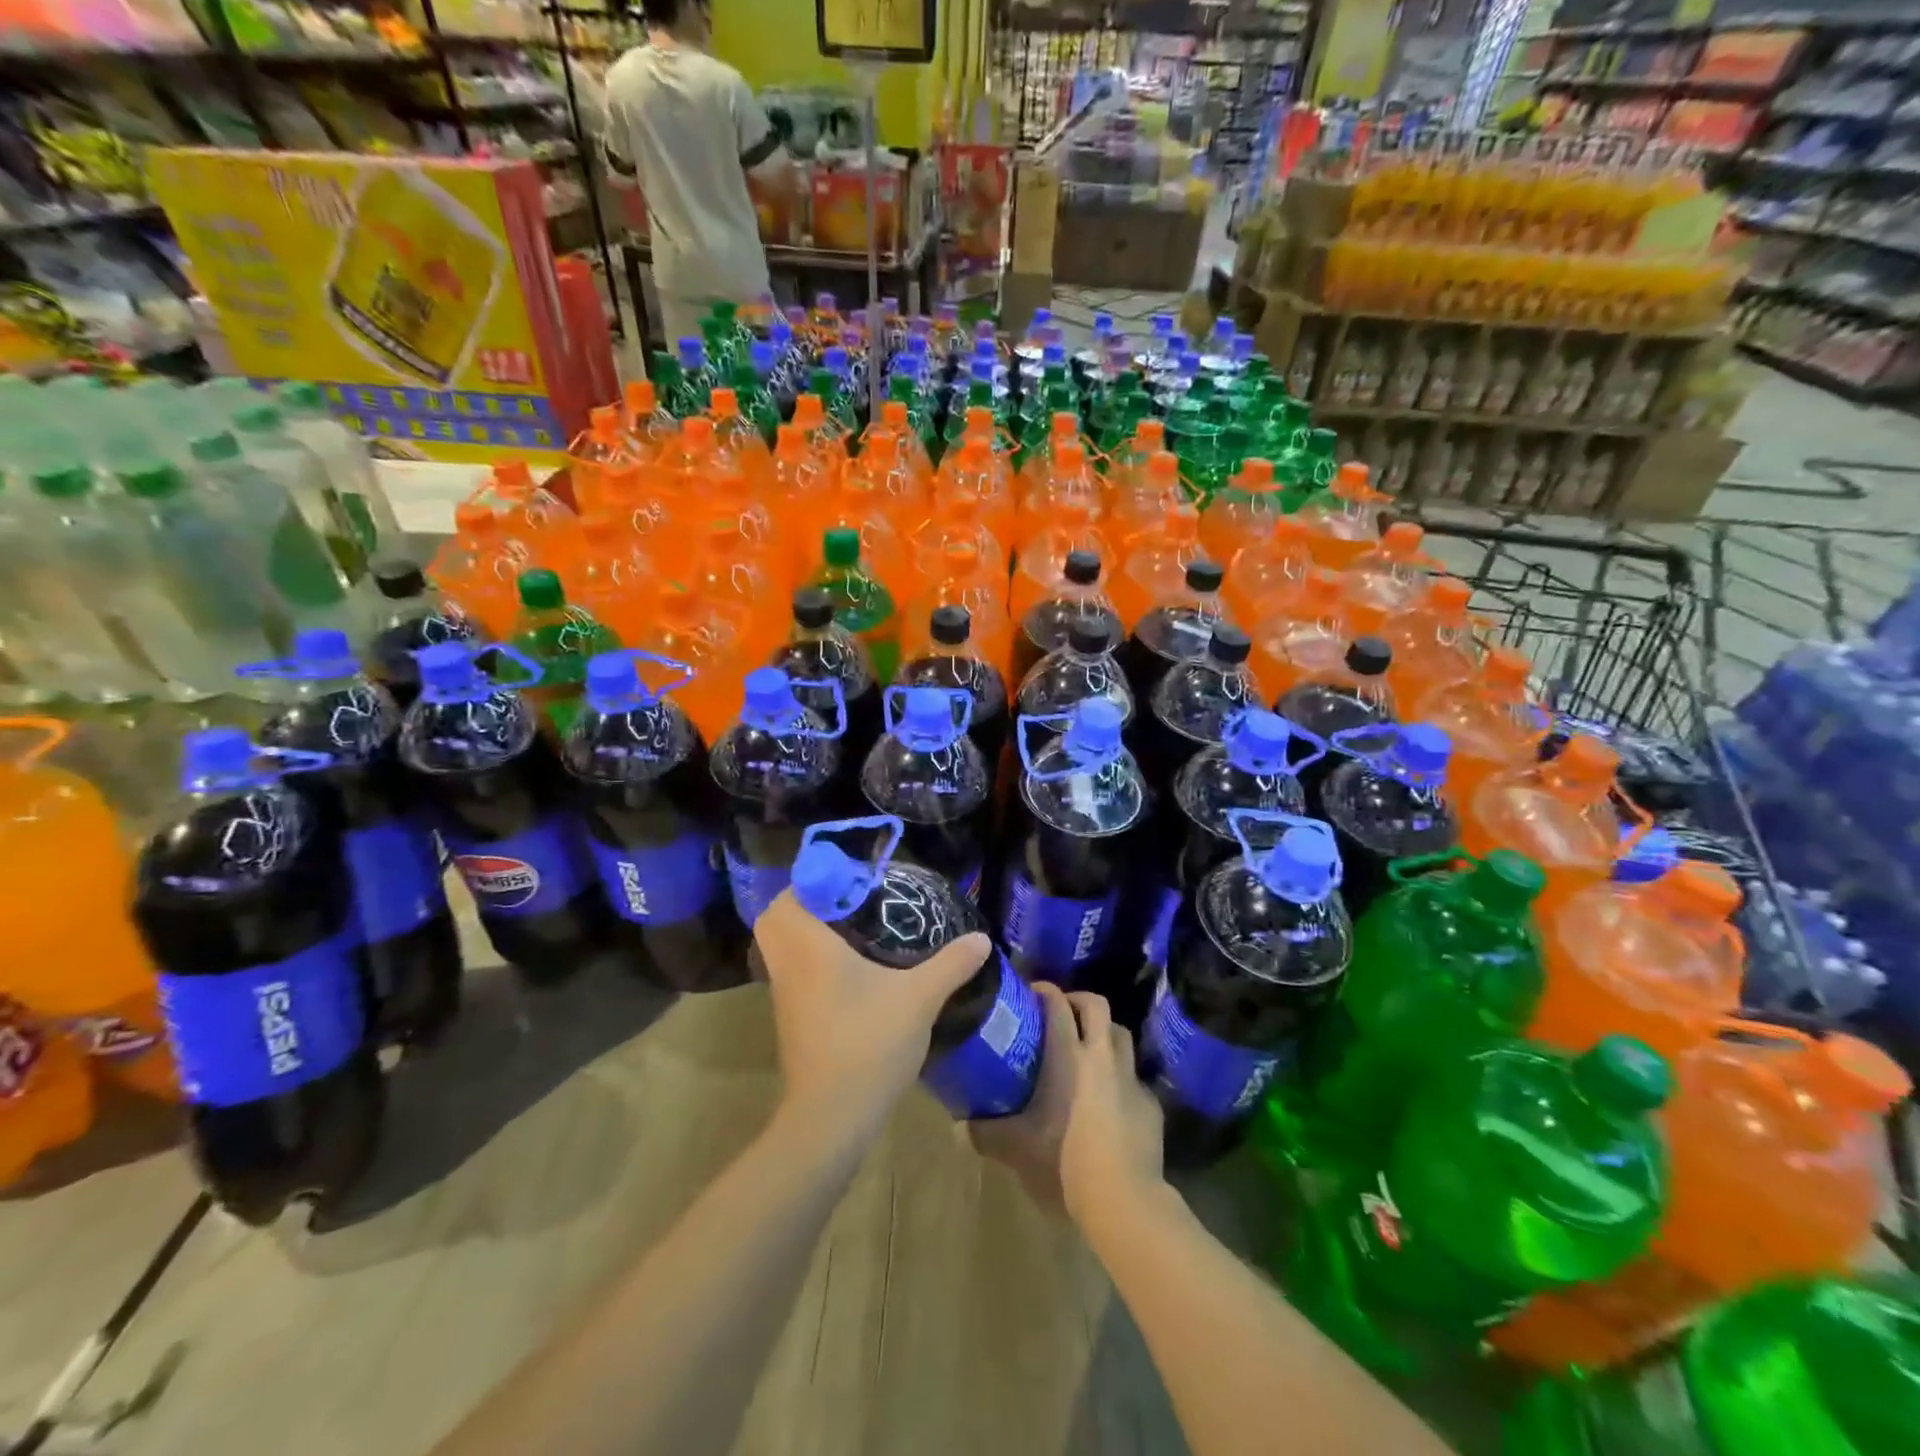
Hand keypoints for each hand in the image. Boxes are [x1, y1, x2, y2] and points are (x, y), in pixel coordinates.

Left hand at [755, 892, 990, 1133]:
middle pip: (776, 918)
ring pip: (780, 946)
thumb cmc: (869, 1045)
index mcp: (809, 947)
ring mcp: (783, 994)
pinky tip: (850, 969)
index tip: (854, 880)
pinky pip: (790, 971)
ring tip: (853, 929)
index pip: (790, 895)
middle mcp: (788, 964)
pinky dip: (808, 959)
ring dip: (806, 932)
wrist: (831, 1118)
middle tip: (848, 902)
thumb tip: (982, 937)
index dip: (817, 878)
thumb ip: (951, 963)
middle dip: (806, 903)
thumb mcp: (919, 998)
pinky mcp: (790, 1018)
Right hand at [970, 986, 1163, 1222]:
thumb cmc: (1063, 1163)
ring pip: (1121, 1034)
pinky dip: (1120, 1077)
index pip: (1057, 1004)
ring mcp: (1131, 1079)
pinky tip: (1110, 1100)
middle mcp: (1102, 1056)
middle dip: (1078, 1000)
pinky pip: (1134, 1077)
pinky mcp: (1151, 1105)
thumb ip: (985, 1132)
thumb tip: (961, 1125)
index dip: (1044, 991)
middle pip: (1096, 1005)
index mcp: (1068, 1056)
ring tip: (1088, 1050)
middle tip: (1062, 1014)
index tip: (1031, 993)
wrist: (1124, 1201)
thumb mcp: (1014, 1149)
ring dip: (1103, 1033)